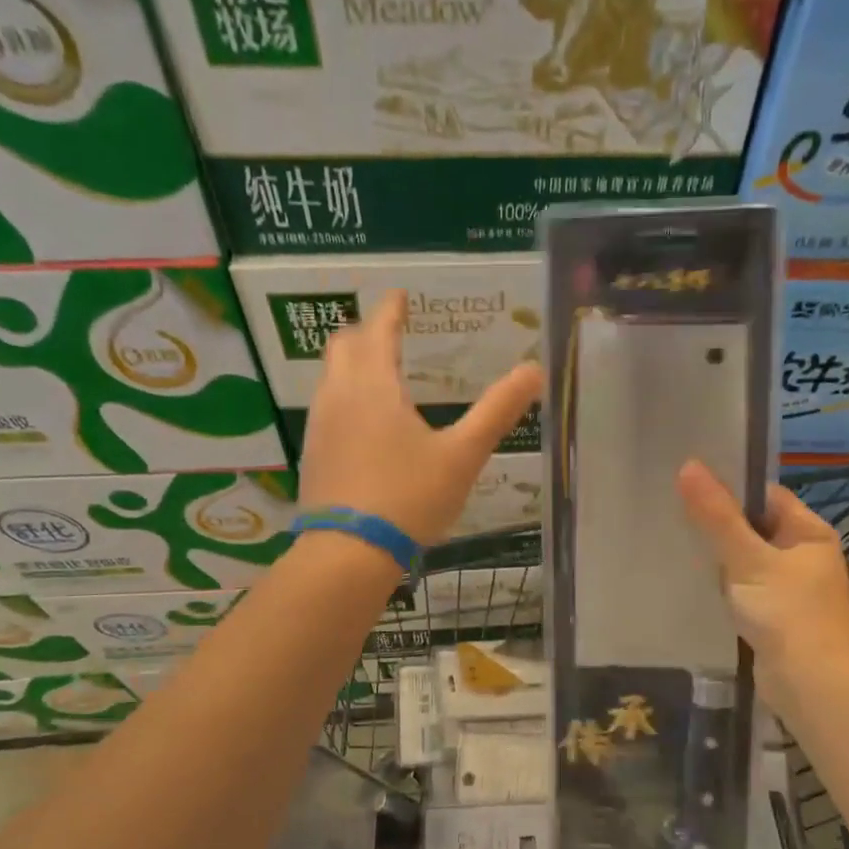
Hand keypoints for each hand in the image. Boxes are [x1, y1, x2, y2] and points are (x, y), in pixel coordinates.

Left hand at [298, 290, 544, 545]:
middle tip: (389, 330)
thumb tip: (535, 370)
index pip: (378, 330)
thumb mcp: (462, 455)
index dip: (391, 309)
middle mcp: (339, 395)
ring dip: (352, 362)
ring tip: (378, 370)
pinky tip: (363, 420)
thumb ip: (497, 410)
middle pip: (344, 345)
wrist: (348, 553)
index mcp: (374, 385)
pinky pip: (327, 406)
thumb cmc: (409, 497)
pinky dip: (345, 394)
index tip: (400, 296)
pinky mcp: (313, 453)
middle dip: (366, 331)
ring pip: (329, 376)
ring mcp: (320, 425)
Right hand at [676, 460, 848, 716]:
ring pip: (743, 560)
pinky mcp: (772, 616)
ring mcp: (788, 588)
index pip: (765, 496)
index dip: (729, 488)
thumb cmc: (787, 614)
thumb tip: (688, 466)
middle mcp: (802, 556)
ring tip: (672, 543)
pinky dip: (721, 586)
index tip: (687, 484)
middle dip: (716, 524)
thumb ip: (716, 516)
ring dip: (716, 558)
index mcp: (809, 533)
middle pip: (752, 527)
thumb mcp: (747, 559)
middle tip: (671, 513)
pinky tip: (690, 583)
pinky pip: (741, 589)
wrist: (812, 687)